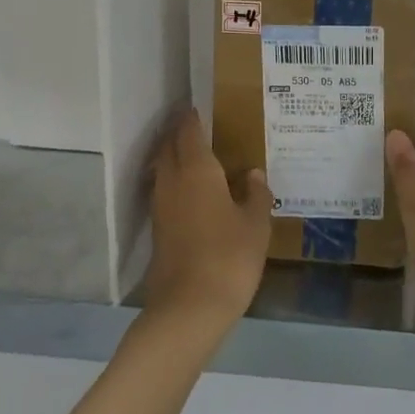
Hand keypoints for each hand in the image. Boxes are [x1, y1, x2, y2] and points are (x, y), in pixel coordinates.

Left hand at [144, 106, 272, 332]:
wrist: (189, 307)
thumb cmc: (229, 257)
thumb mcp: (256, 224)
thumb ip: (256, 194)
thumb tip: (253, 175)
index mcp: (197, 170)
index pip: (189, 132)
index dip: (192, 118)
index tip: (197, 106)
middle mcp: (173, 180)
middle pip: (169, 146)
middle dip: (178, 133)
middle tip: (196, 126)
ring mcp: (161, 206)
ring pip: (163, 168)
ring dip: (173, 156)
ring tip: (196, 155)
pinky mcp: (158, 229)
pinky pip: (164, 191)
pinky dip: (175, 181)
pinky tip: (193, 192)